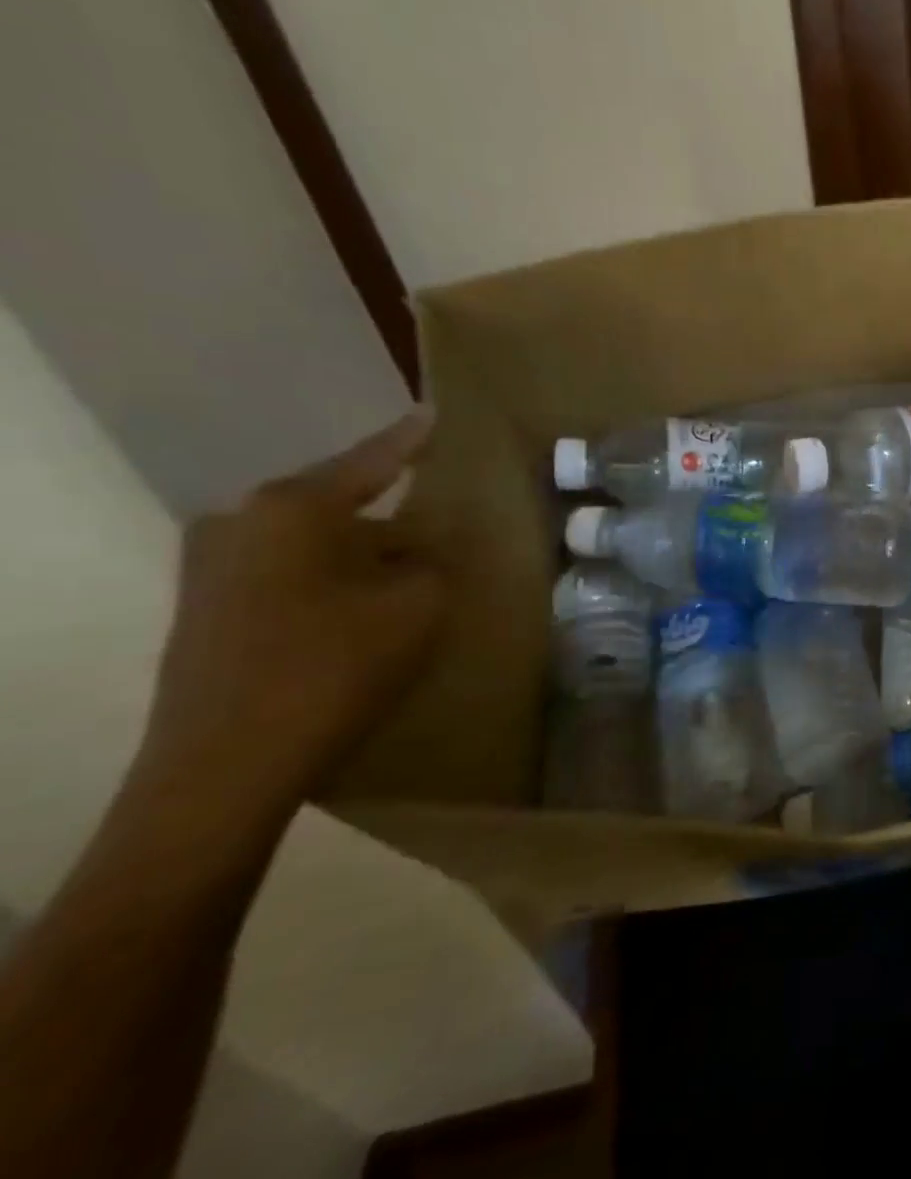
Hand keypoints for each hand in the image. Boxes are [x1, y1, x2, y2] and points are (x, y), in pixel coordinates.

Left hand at [131, 414, 447, 837]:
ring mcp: (211, 566)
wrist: (227, 765)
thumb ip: (431, 560)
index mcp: (293, 508)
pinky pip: (287, 572)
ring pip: (310, 541)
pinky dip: (330, 578)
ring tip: (405, 569)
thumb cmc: (334, 666)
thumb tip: (419, 549)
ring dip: (359, 551)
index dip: (411, 440)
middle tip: (436, 521)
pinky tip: (361, 606)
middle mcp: (240, 522)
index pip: (372, 460)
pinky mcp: (205, 609)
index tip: (435, 413)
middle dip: (388, 512)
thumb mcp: (419, 604)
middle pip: (336, 502)